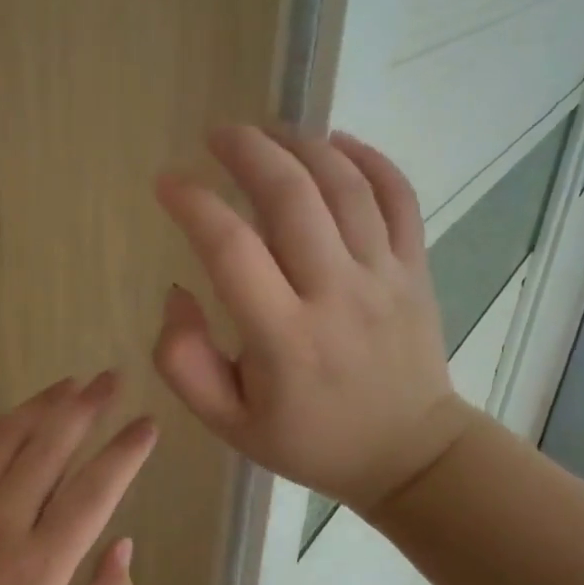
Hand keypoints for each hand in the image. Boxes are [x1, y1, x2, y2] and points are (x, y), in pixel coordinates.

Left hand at [0, 372, 156, 584]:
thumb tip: (123, 541)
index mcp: (39, 566)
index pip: (95, 490)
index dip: (126, 452)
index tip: (148, 424)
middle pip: (50, 446)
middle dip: (87, 406)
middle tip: (111, 379)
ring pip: (7, 437)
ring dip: (43, 405)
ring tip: (73, 384)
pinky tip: (14, 414)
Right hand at [152, 125, 473, 514]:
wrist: (410, 455)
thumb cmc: (310, 440)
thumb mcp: (228, 424)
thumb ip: (184, 362)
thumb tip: (178, 292)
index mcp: (284, 339)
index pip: (231, 250)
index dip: (192, 204)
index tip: (168, 184)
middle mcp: (336, 295)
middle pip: (292, 197)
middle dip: (248, 151)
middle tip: (216, 134)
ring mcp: (384, 276)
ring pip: (345, 186)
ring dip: (301, 144)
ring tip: (266, 130)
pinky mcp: (416, 268)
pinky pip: (399, 197)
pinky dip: (369, 159)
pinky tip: (337, 141)